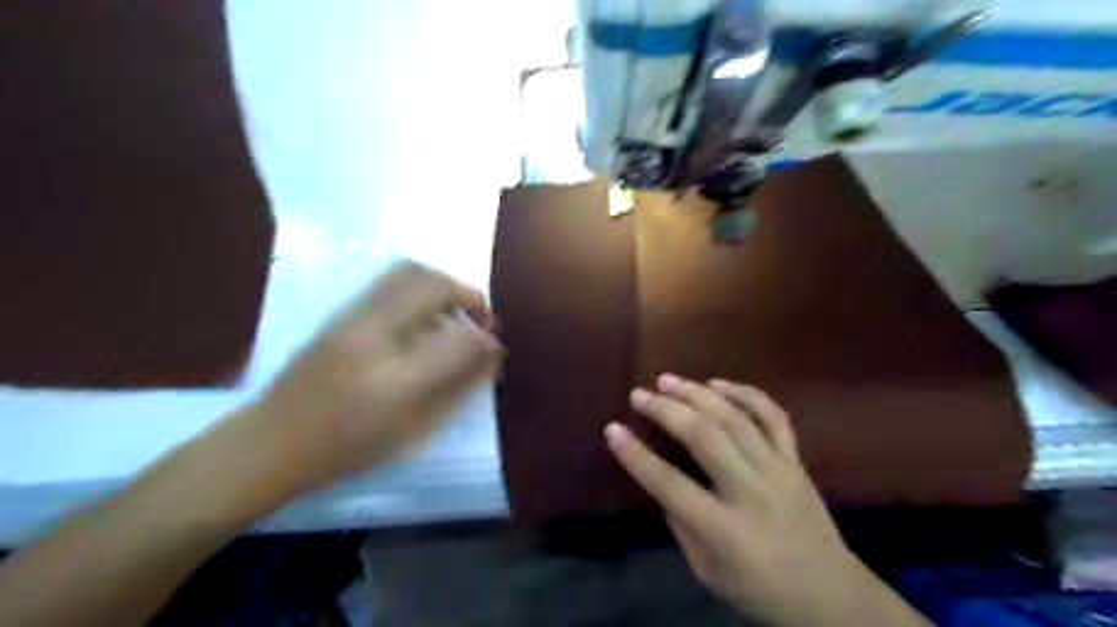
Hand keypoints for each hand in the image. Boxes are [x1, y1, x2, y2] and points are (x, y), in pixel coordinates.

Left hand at [245, 260, 503, 494]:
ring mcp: (352, 318)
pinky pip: (388, 280)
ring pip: (411, 271)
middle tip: (481, 319)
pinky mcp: (339, 312)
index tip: (495, 349)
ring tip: (453, 309)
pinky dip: (418, 285)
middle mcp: (375, 337)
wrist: (271, 441)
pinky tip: (422, 313)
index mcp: (397, 380)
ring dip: (443, 284)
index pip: (462, 340)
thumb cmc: (346, 451)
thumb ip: (457, 390)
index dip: (488, 341)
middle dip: (471, 296)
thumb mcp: (412, 433)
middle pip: (437, 286)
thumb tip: (489, 359)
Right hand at [608, 375, 929, 626]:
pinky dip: (745, 393)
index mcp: (725, 529)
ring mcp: (778, 470)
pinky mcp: (796, 460)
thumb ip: (682, 524)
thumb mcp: (708, 571)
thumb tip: (661, 481)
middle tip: (639, 394)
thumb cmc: (761, 590)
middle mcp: (752, 491)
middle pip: (704, 437)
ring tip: (668, 379)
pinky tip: (718, 383)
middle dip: (666, 410)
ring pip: (734, 419)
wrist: (831, 596)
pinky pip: (773, 416)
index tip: (613, 430)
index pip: (670, 484)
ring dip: (697, 393)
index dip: (636, 456)